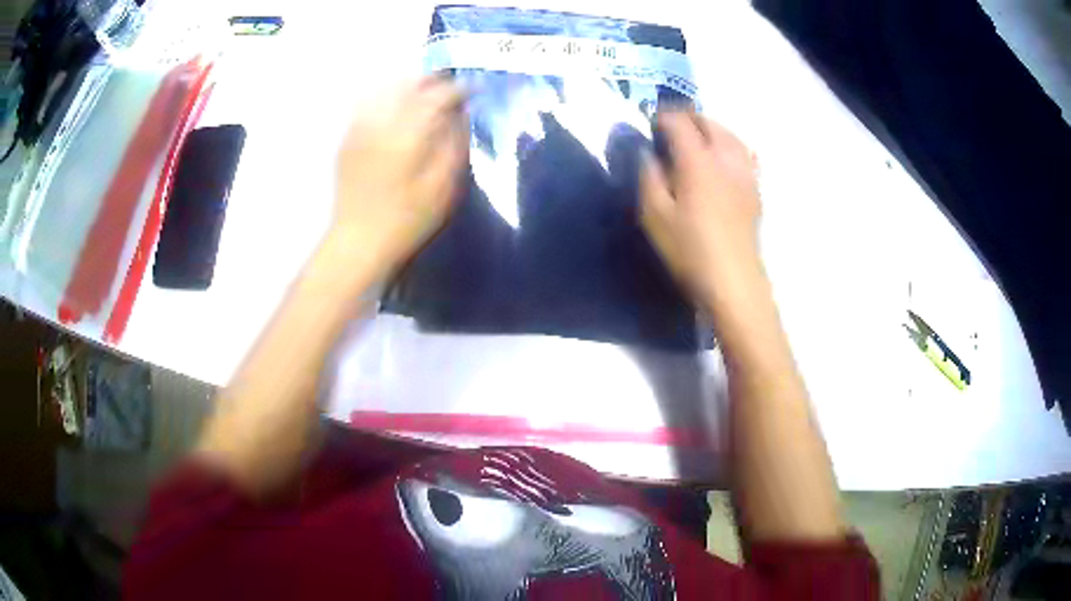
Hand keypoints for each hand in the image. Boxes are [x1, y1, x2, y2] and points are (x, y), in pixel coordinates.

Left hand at [332, 77, 468, 273]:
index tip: (475, 90)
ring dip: (410, 85)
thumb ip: (454, 143)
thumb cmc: (407, 219)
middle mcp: (381, 121)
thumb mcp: (443, 186)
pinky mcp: (348, 138)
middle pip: (409, 83)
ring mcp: (360, 127)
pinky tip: (397, 107)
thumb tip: (460, 115)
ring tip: (426, 93)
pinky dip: (387, 97)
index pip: (438, 95)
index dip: (460, 89)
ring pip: (387, 88)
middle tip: (451, 87)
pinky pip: (368, 103)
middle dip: (433, 80)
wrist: (358, 241)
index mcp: (408, 132)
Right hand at [640, 111, 761, 306]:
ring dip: (711, 128)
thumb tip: (647, 151)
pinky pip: (746, 154)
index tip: (649, 122)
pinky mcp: (755, 190)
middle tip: (670, 127)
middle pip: (708, 122)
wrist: (734, 282)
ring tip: (697, 137)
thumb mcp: (654, 215)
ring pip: (730, 135)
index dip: (662, 117)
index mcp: (698, 160)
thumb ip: (648, 176)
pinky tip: (726, 156)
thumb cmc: (690, 250)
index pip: (679, 122)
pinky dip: (732, 146)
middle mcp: (725, 158)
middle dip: (688, 117)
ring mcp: (745, 173)